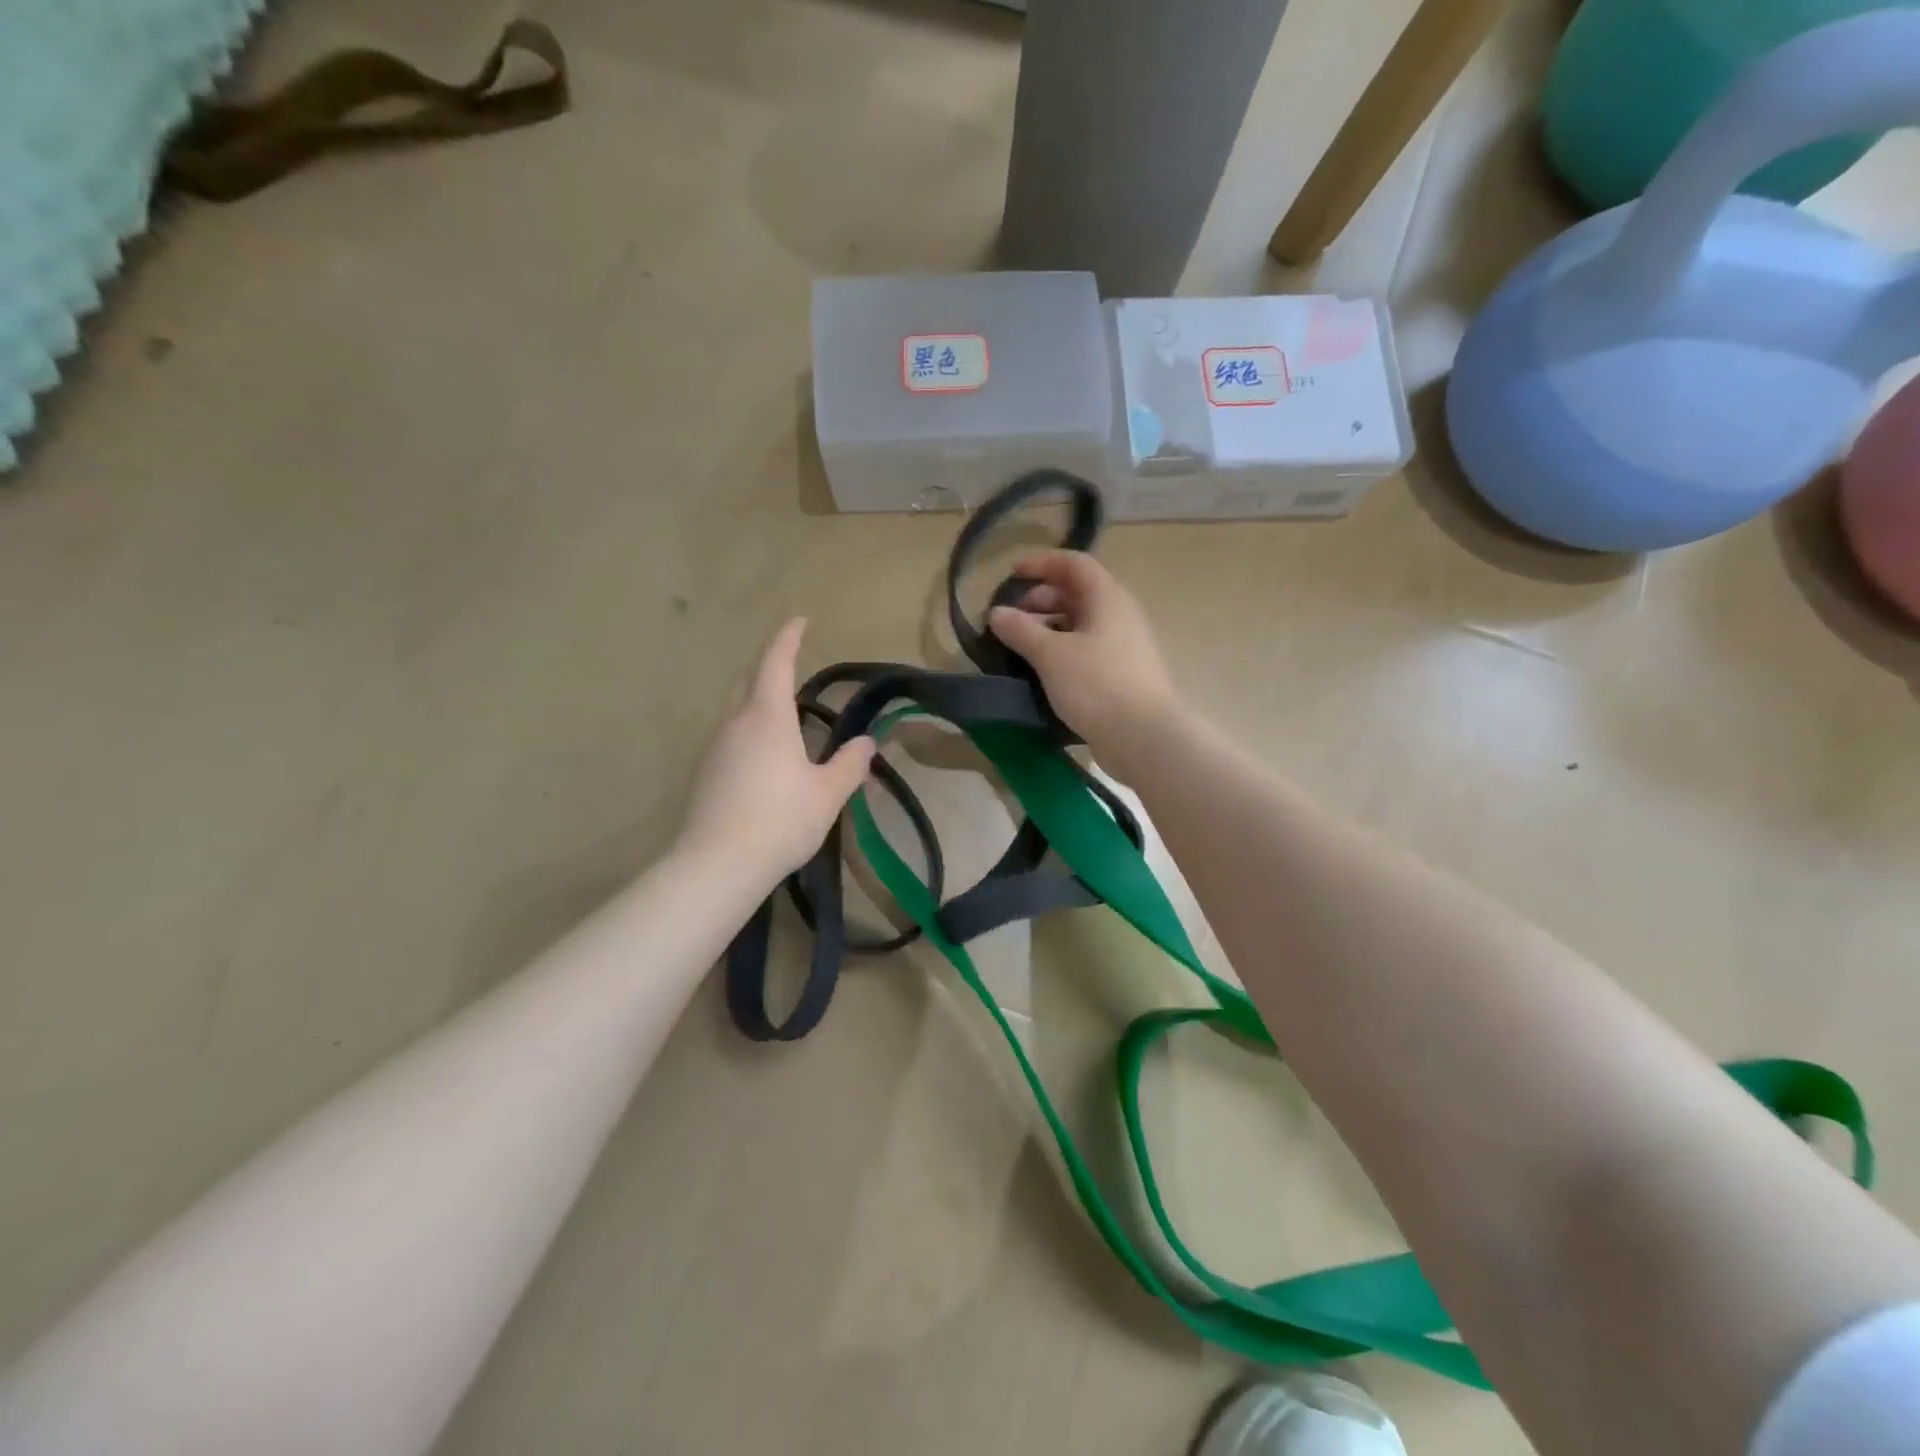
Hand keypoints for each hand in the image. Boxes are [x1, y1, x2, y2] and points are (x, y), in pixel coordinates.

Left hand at [680, 618, 874, 886]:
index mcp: (768, 718)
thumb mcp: (827, 794)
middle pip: (749, 682)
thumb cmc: (780, 821)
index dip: (788, 638)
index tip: (799, 620)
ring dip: (759, 706)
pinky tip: (764, 764)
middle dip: (769, 669)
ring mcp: (714, 748)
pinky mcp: (704, 773)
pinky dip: (749, 735)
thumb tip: (866, 743)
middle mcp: (735, 723)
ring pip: (737, 712)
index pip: (776, 663)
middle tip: (793, 671)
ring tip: (787, 725)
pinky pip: (730, 739)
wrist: (716, 865)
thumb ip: (849, 765)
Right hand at [987, 550, 1179, 778]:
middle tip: (1010, 619)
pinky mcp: (1121, 674)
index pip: (1074, 564)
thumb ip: (1021, 630)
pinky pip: (1086, 650)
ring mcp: (1123, 646)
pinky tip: (1041, 671)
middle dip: (1040, 599)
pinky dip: (1061, 651)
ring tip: (1019, 646)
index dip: (1041, 563)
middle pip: (1077, 593)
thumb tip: (997, 613)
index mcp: (1107, 598)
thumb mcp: (1051, 655)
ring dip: (1048, 628)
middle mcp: (1119, 615)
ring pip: (1080, 624)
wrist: (1143, 737)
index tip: (1012, 575)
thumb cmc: (1097, 685)